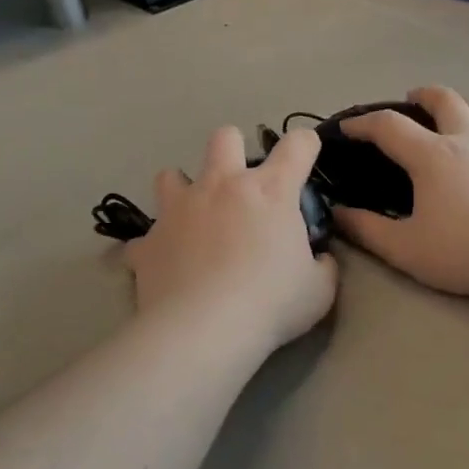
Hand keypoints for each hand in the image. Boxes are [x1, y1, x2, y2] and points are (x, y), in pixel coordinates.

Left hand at [124, 126, 337, 356]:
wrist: (204, 330)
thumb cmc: (271, 304)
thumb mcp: (319, 290)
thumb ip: (322, 265)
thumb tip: (318, 258)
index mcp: (270, 191)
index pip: (297, 144)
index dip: (305, 146)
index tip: (305, 161)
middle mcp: (221, 186)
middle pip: (225, 138)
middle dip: (234, 151)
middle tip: (240, 187)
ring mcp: (178, 210)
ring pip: (170, 175)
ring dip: (183, 191)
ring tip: (193, 219)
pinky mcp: (148, 241)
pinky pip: (146, 237)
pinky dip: (157, 247)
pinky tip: (166, 266)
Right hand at [331, 86, 468, 300]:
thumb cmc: (463, 252)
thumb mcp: (404, 248)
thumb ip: (366, 229)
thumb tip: (338, 213)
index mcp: (433, 156)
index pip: (389, 126)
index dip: (364, 123)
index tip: (348, 128)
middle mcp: (468, 143)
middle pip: (445, 100)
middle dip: (422, 95)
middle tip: (411, 101)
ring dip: (459, 120)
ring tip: (451, 138)